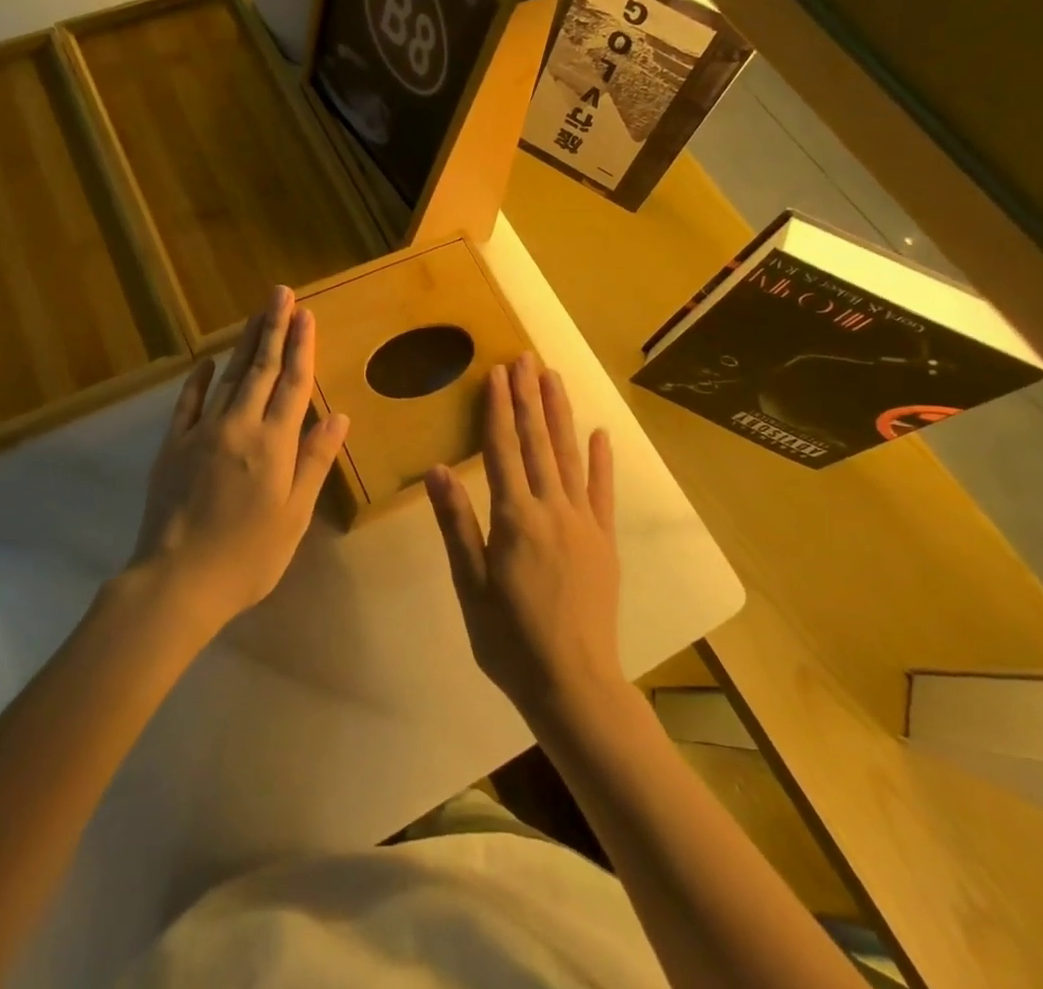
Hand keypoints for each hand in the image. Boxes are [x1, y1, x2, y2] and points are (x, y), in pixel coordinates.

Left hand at [131, 286, 349, 628]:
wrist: (177, 581)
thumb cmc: (248, 556)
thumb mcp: (294, 516)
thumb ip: (314, 462)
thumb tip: (339, 416)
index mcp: (274, 444)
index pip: (293, 383)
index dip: (302, 347)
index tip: (307, 314)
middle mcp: (240, 426)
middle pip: (261, 368)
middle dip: (274, 328)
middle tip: (281, 293)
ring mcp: (202, 432)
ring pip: (229, 377)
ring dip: (245, 343)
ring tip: (257, 313)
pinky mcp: (173, 445)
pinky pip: (188, 403)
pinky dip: (200, 379)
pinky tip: (208, 361)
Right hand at [426, 354, 620, 726]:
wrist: (574, 685)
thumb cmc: (509, 640)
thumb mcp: (470, 585)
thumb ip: (457, 524)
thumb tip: (437, 470)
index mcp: (514, 518)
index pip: (503, 450)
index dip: (499, 409)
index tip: (497, 373)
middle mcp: (551, 509)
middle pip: (537, 442)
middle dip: (529, 397)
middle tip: (525, 358)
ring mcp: (583, 522)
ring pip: (569, 456)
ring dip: (560, 414)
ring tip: (553, 378)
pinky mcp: (605, 541)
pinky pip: (603, 492)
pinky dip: (600, 461)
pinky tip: (599, 434)